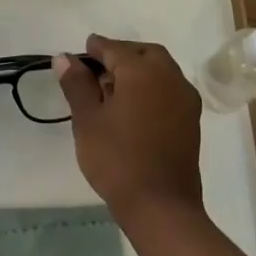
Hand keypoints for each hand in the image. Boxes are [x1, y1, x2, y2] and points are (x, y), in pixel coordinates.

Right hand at [54, 35, 204, 223]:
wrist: (161, 207)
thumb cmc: (117, 159)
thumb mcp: (87, 119)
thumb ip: (76, 84)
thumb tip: (64, 57)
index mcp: (142, 71)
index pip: (115, 49)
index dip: (96, 48)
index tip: (81, 52)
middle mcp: (169, 77)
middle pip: (145, 54)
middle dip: (122, 54)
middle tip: (99, 68)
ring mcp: (185, 100)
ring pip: (161, 71)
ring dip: (139, 70)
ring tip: (113, 90)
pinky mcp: (192, 121)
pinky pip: (170, 90)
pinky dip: (152, 87)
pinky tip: (134, 108)